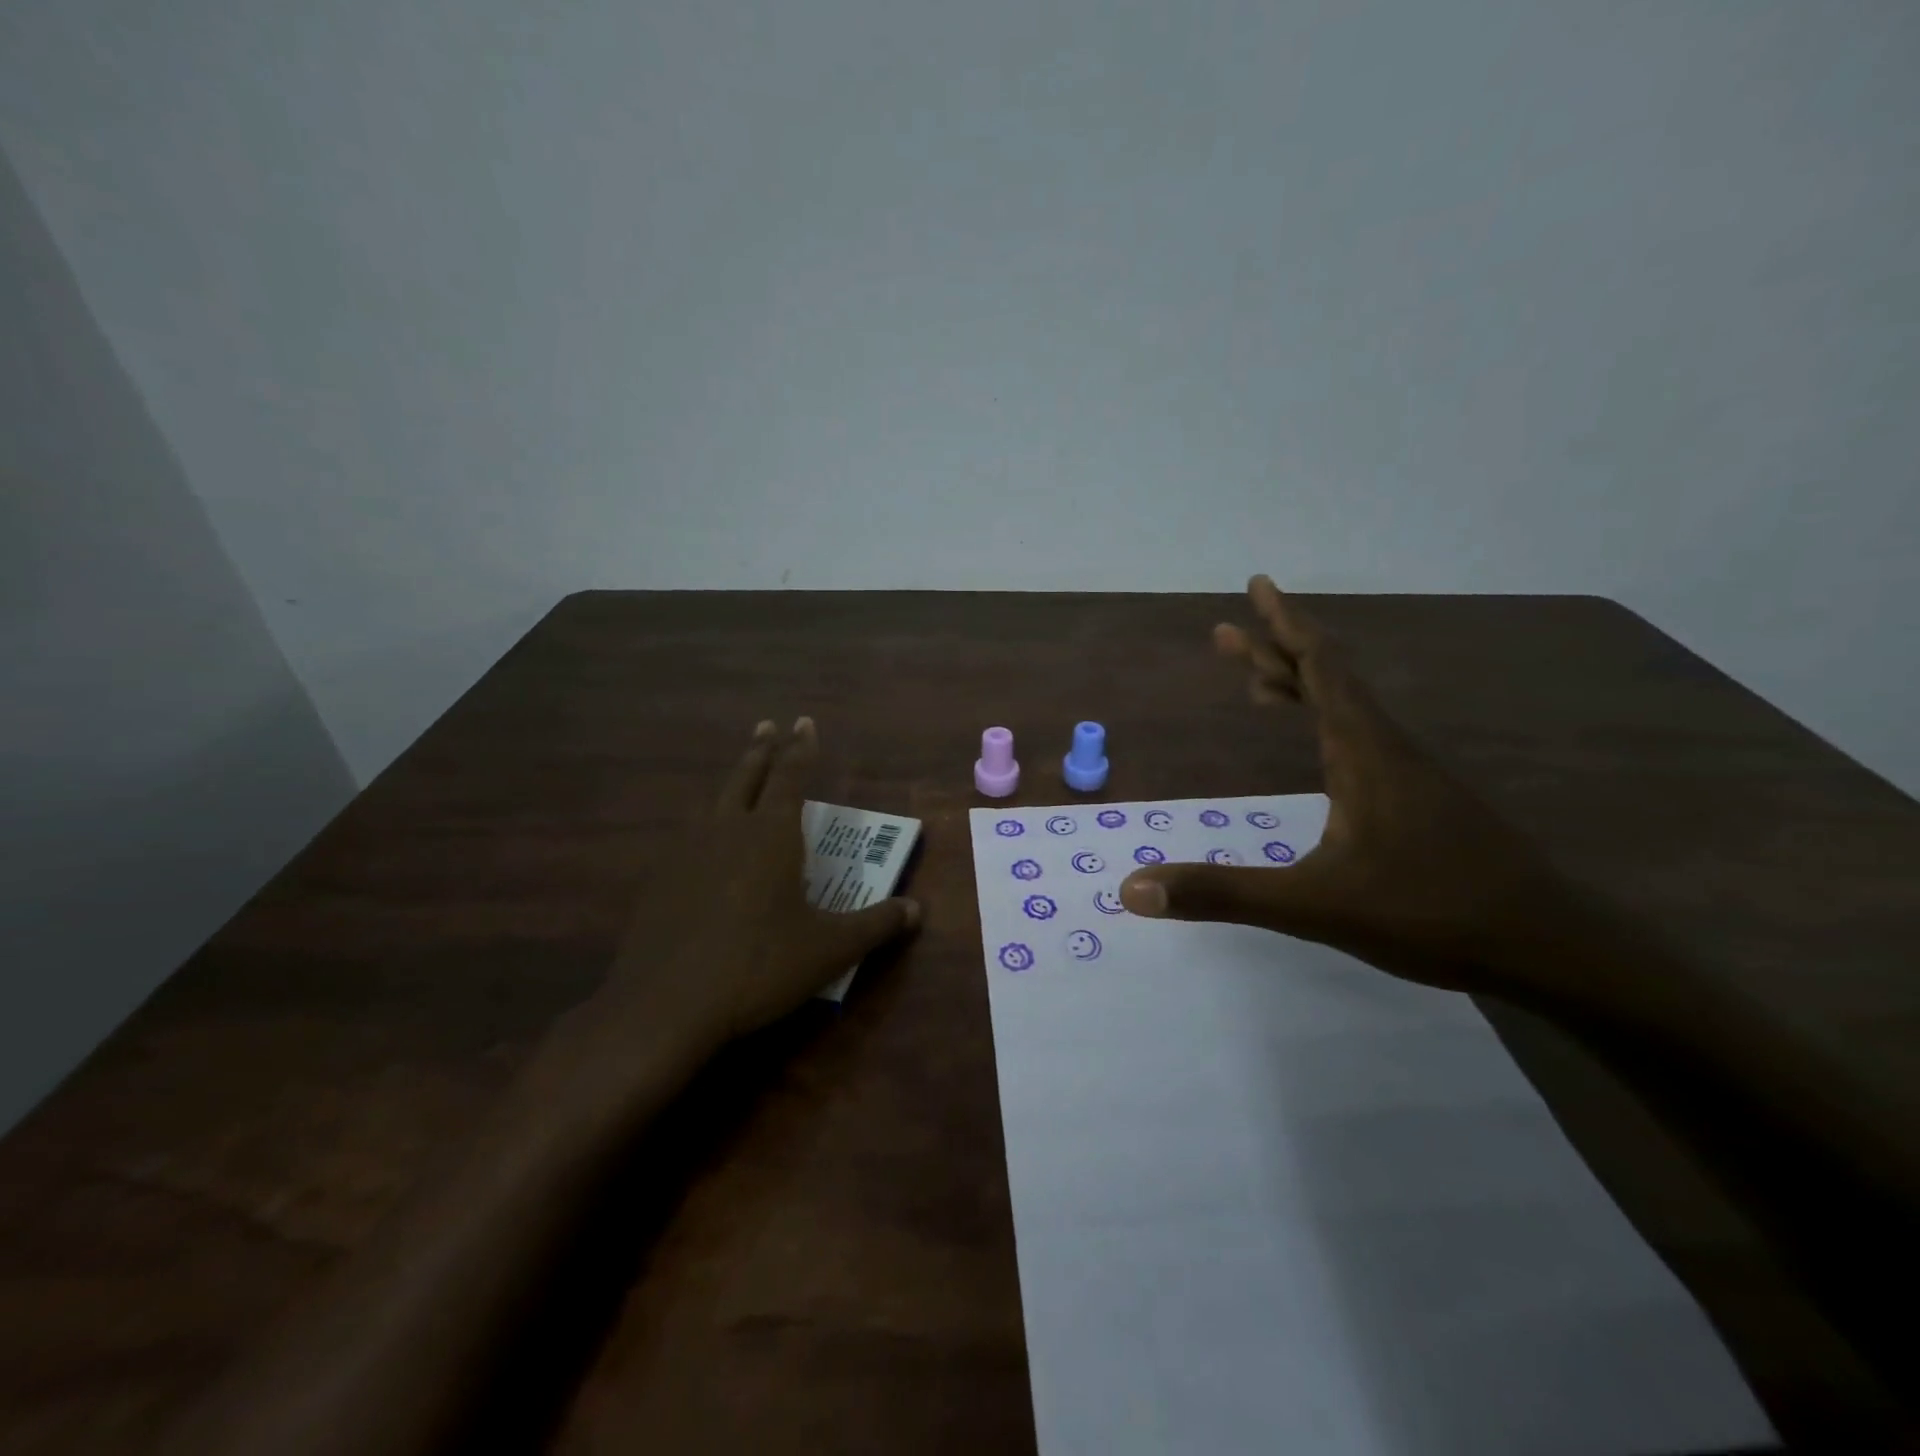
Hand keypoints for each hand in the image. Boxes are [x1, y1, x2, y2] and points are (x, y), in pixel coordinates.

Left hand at [600, 718, 920, 1053]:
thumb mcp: (830, 950)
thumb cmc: (760, 966)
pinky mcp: (661, 879)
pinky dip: (705, 822)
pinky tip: (704, 842)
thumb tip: (916, 910)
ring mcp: (688, 852)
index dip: (801, 748)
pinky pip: (689, 834)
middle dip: (762, 749)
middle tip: (768, 725)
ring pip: (714, 801)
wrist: (665, 1005)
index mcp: (772, 834)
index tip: (805, 721)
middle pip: (747, 777)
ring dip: (732, 780)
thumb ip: (876, 925)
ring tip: (739, 774)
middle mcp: (729, 830)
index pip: (791, 776)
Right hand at [1119, 576, 1583, 996]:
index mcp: (1364, 751)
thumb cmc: (1431, 915)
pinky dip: (1326, 724)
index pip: (1321, 668)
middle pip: (1329, 678)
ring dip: (1301, 687)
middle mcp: (1388, 748)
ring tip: (1258, 685)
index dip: (1285, 625)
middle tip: (1226, 632)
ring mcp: (1412, 774)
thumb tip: (1133, 889)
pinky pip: (1363, 738)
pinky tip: (1321, 749)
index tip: (1257, 586)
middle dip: (1276, 650)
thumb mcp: (1312, 907)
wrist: (1552, 950)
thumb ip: (1222, 894)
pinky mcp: (1424, 800)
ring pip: (1348, 709)